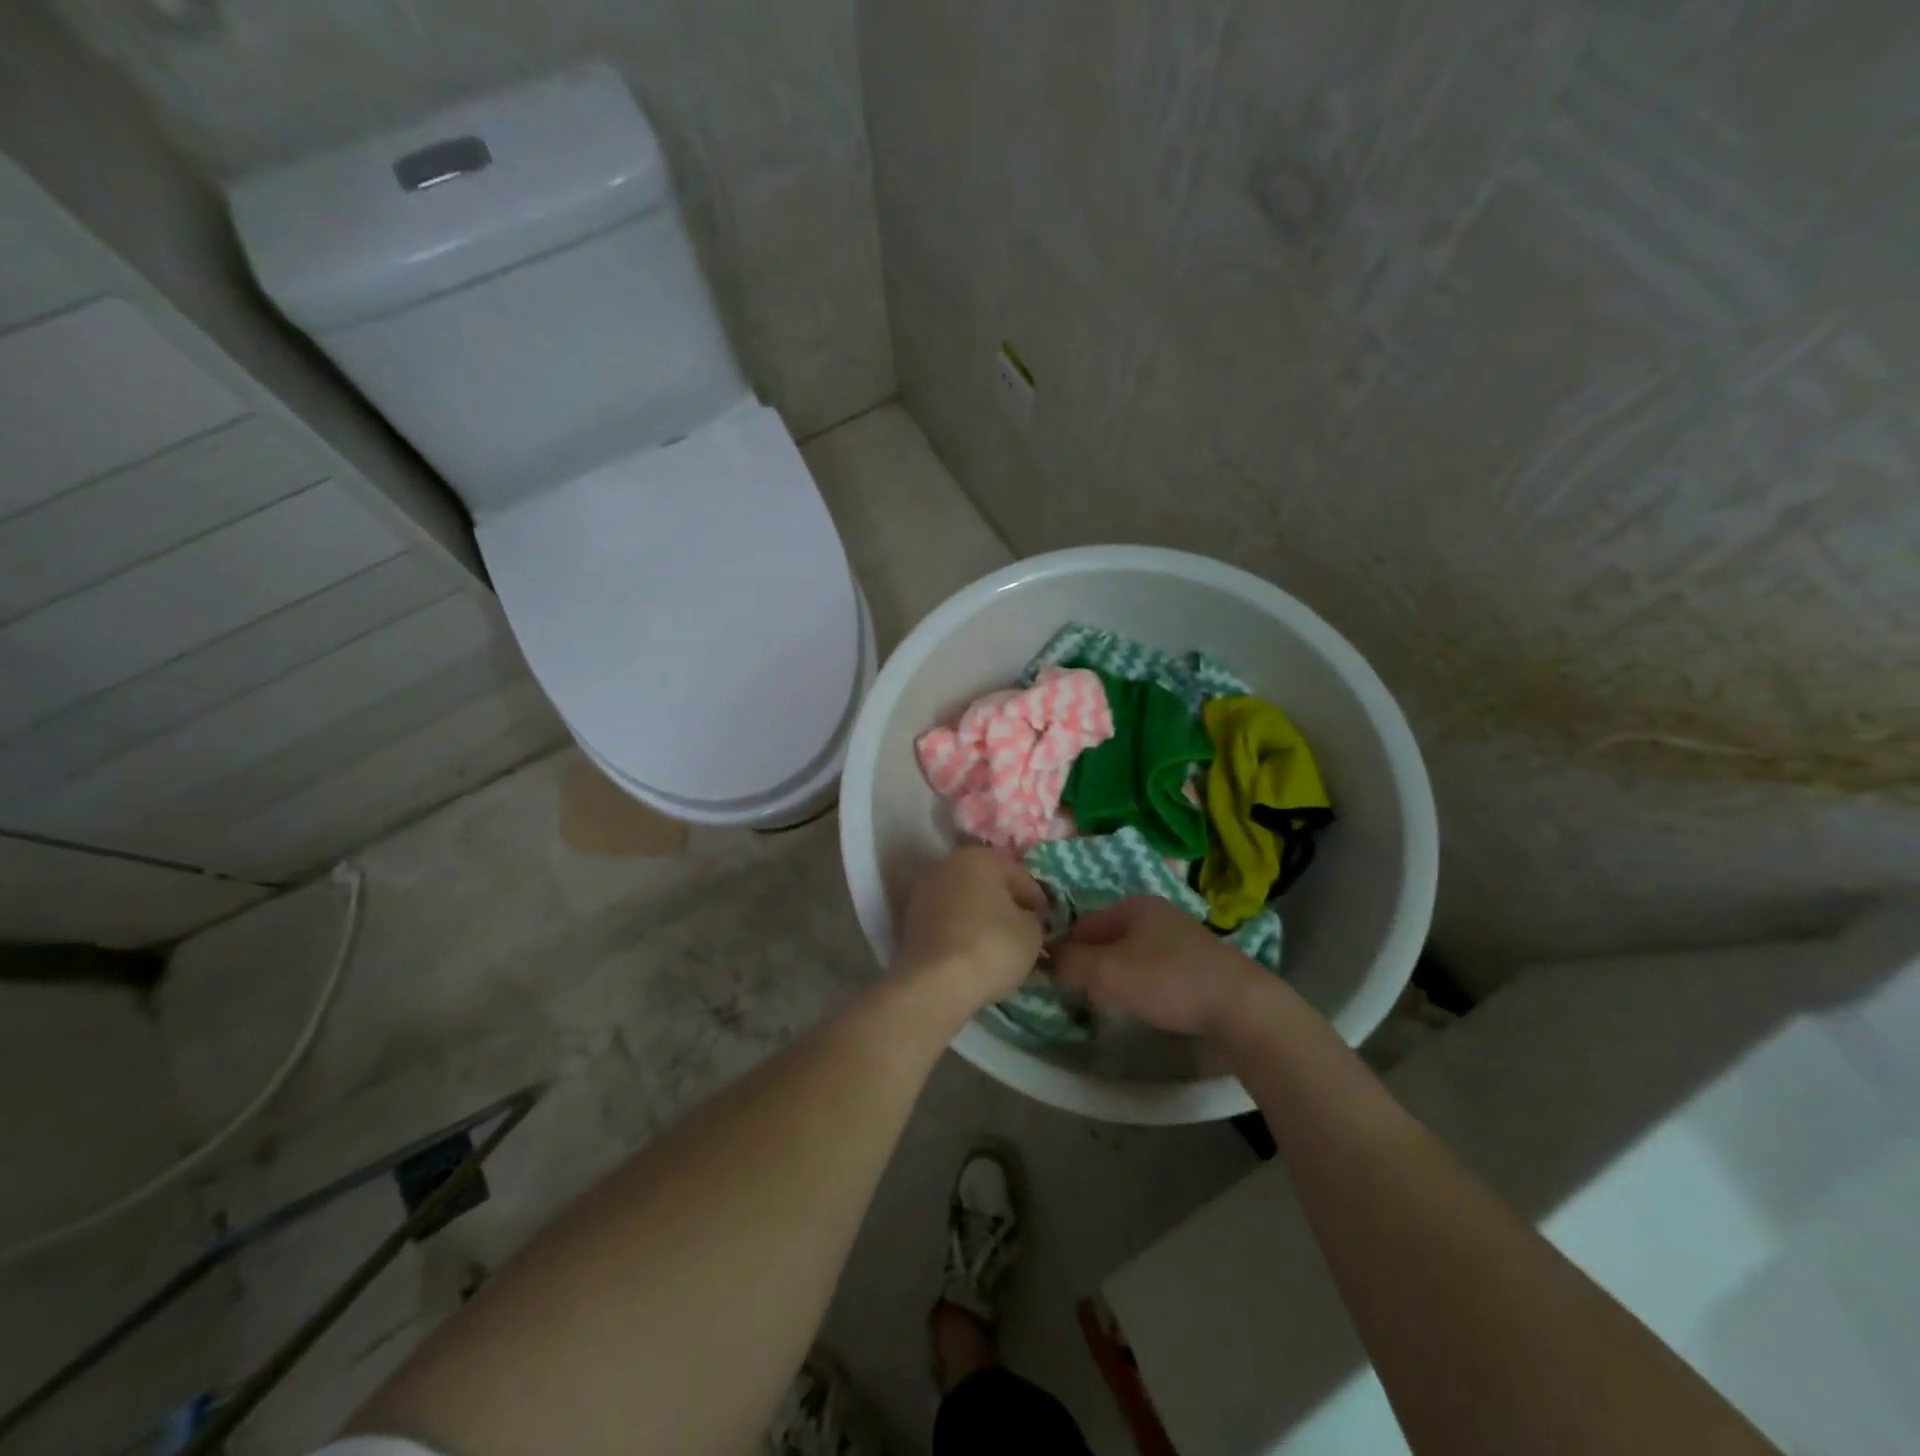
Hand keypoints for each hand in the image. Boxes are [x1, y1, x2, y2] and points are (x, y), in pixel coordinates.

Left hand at [894, 846, 1047, 1011]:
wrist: (936, 983)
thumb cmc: (992, 946)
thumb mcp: (1032, 932)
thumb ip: (1033, 917)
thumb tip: (1025, 918)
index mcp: (979, 857)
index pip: (1019, 875)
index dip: (1038, 899)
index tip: (1048, 922)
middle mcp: (947, 865)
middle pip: (987, 884)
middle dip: (1005, 904)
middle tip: (1024, 930)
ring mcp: (924, 892)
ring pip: (964, 901)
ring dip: (980, 917)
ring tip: (998, 945)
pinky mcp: (910, 920)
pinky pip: (946, 921)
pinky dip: (960, 931)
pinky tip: (973, 952)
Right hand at [1051, 897, 1272, 1037]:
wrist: (1242, 1008)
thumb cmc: (1168, 981)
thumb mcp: (1107, 972)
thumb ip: (1071, 964)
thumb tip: (1049, 962)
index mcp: (1133, 905)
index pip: (1082, 924)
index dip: (1065, 951)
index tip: (1056, 982)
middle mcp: (1157, 914)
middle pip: (1107, 940)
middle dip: (1091, 967)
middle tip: (1083, 997)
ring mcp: (1181, 938)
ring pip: (1131, 957)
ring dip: (1116, 979)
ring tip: (1112, 1007)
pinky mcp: (1199, 965)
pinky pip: (1155, 971)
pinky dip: (1143, 987)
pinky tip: (1147, 1008)